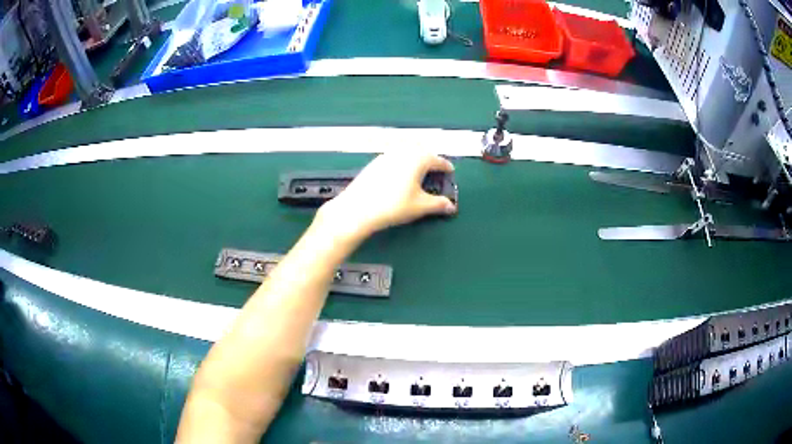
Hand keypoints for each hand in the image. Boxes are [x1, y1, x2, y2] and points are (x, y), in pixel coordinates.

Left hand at [316, 152, 456, 238]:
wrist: (358, 209)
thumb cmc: (393, 206)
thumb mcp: (420, 206)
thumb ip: (438, 204)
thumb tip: (450, 206)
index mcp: (418, 159)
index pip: (437, 160)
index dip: (445, 167)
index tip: (450, 171)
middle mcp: (403, 152)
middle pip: (421, 150)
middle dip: (429, 159)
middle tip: (435, 170)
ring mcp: (386, 155)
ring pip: (405, 151)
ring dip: (414, 158)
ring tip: (418, 172)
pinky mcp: (374, 163)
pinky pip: (393, 157)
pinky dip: (401, 162)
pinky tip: (398, 176)